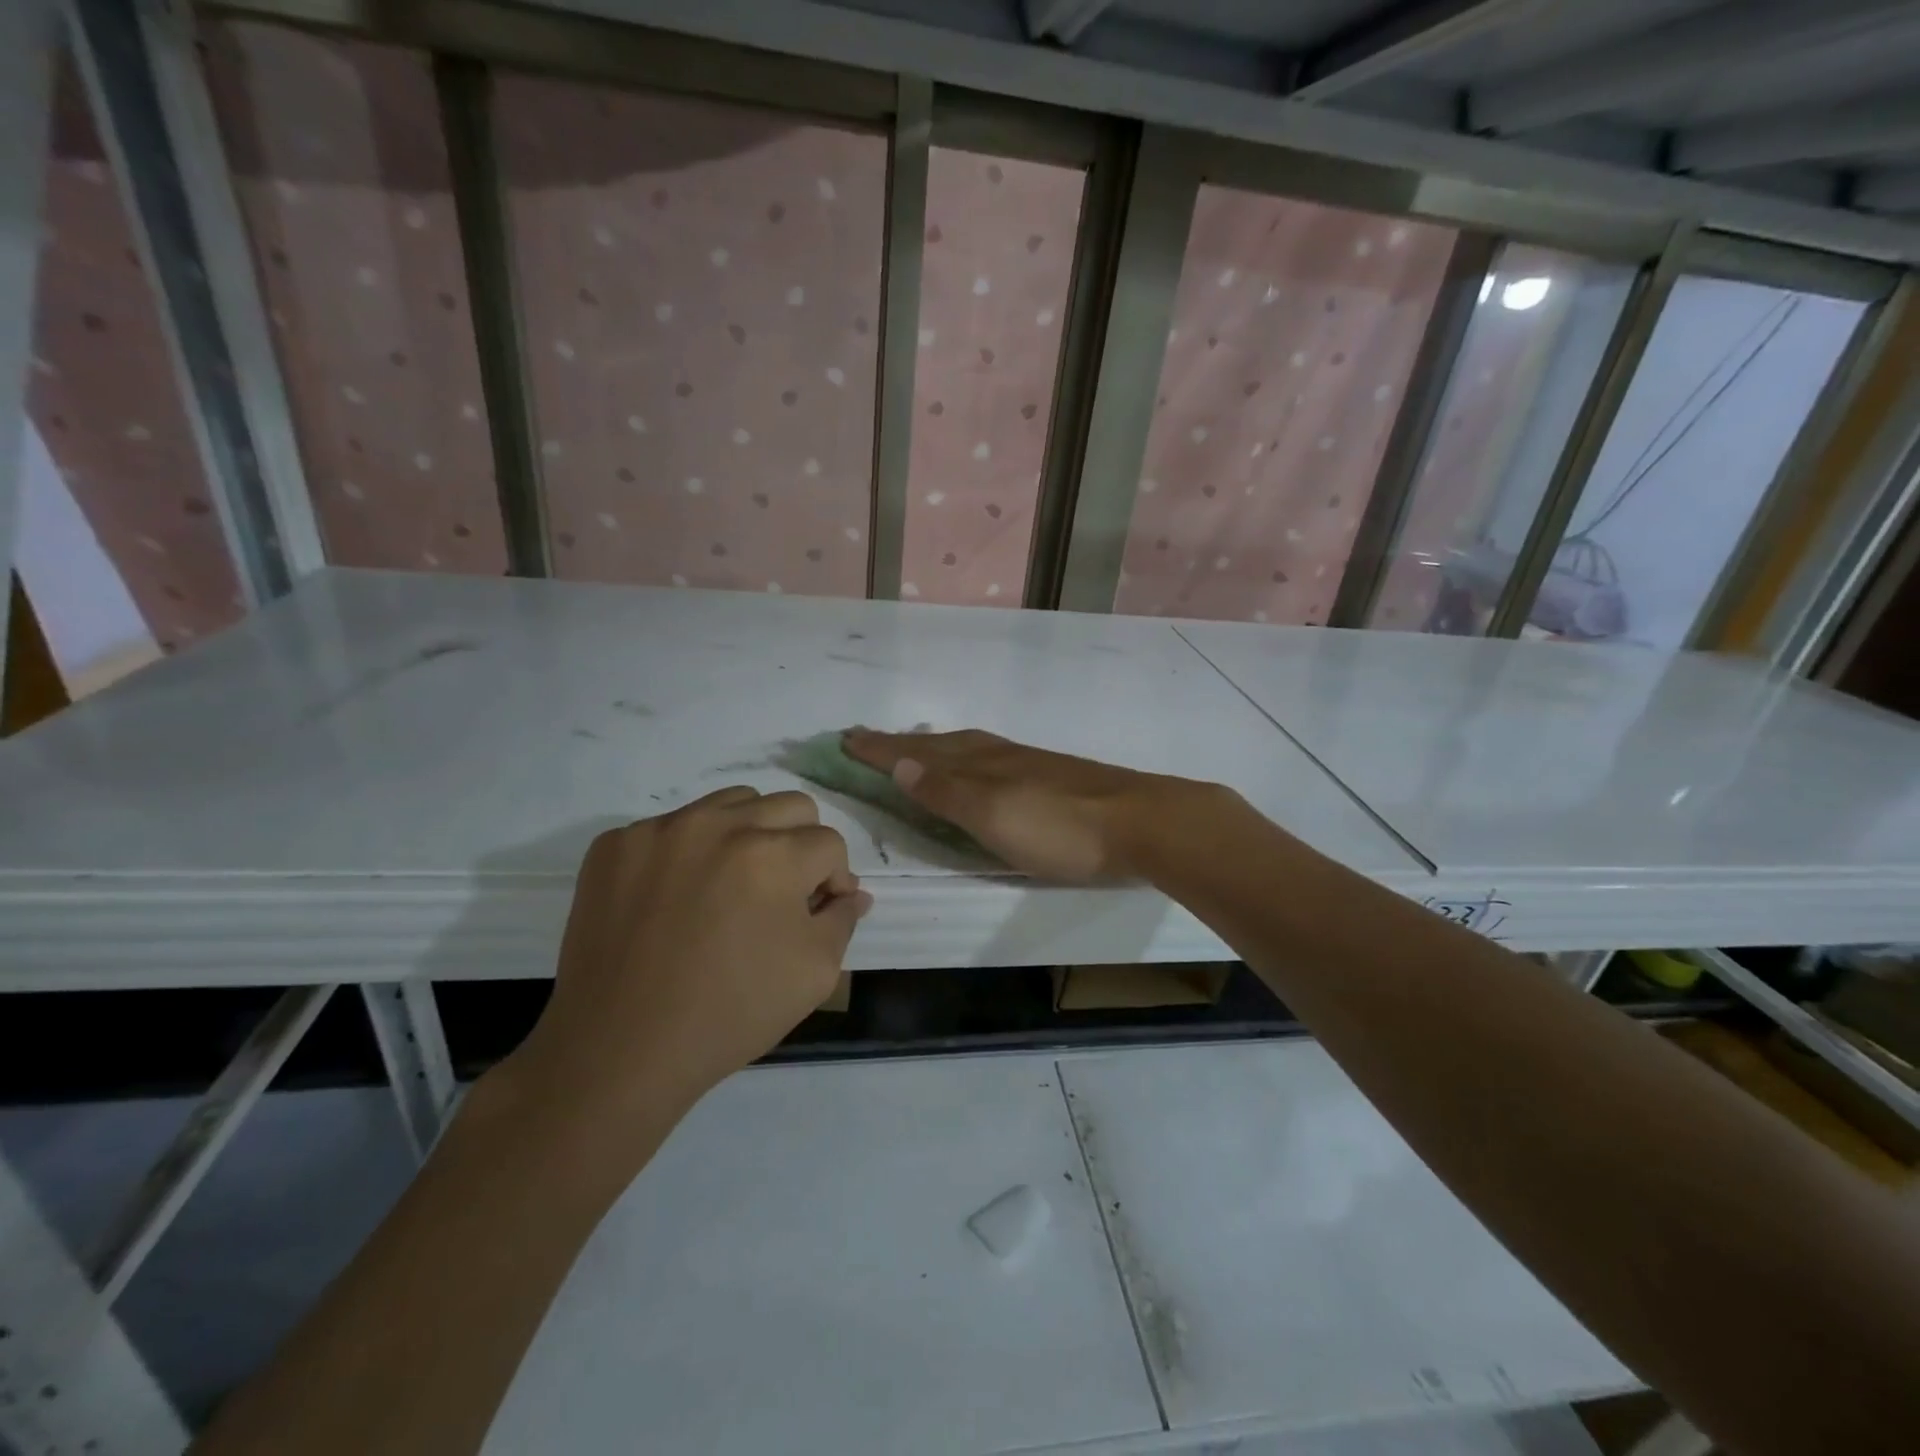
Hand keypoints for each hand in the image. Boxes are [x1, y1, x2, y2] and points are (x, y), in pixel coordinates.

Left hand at [507, 788, 869, 1124]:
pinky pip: (672, 826)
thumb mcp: (814, 974)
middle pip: (789, 806)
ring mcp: (661, 829)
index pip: (829, 843)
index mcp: (774, 855)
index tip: (817, 912)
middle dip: (800, 845)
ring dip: (748, 834)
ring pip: (732, 803)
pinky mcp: (616, 844)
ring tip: (731, 885)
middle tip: (781, 893)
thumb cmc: (729, 1014)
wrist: (618, 1049)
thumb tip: (850, 893)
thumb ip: (842, 920)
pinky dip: (688, 852)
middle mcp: (719, 825)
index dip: (833, 879)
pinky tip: (676, 897)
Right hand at [842, 728, 1221, 882]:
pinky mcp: (1050, 778)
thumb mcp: (994, 815)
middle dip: (899, 744)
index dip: (880, 749)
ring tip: (911, 748)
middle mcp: (997, 757)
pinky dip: (964, 758)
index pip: (916, 754)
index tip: (845, 740)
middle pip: (939, 745)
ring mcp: (1026, 765)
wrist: (1142, 823)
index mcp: (979, 765)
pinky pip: (989, 758)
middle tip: (865, 739)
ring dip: (930, 747)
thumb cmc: (1061, 828)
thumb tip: (899, 762)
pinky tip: (975, 768)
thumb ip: (947, 792)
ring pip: (965, 748)